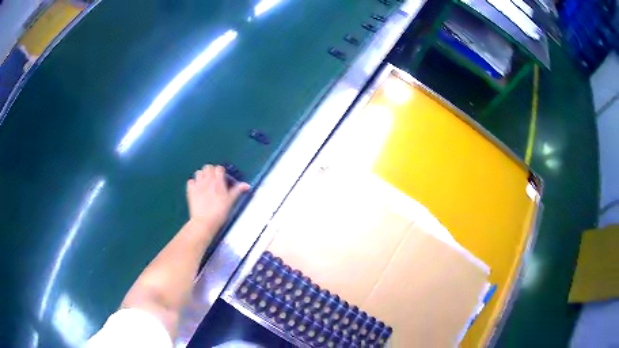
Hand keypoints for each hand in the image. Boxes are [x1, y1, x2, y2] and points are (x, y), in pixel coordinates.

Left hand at [187, 165, 249, 230]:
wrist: (205, 222)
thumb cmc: (219, 212)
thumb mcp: (231, 201)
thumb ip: (237, 191)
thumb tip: (246, 185)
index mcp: (218, 181)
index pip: (219, 168)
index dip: (221, 172)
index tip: (223, 179)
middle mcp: (207, 180)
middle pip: (208, 167)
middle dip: (211, 171)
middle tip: (214, 180)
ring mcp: (197, 184)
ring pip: (198, 172)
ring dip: (202, 175)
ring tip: (205, 183)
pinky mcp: (190, 190)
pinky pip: (190, 181)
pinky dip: (193, 183)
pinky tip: (196, 188)